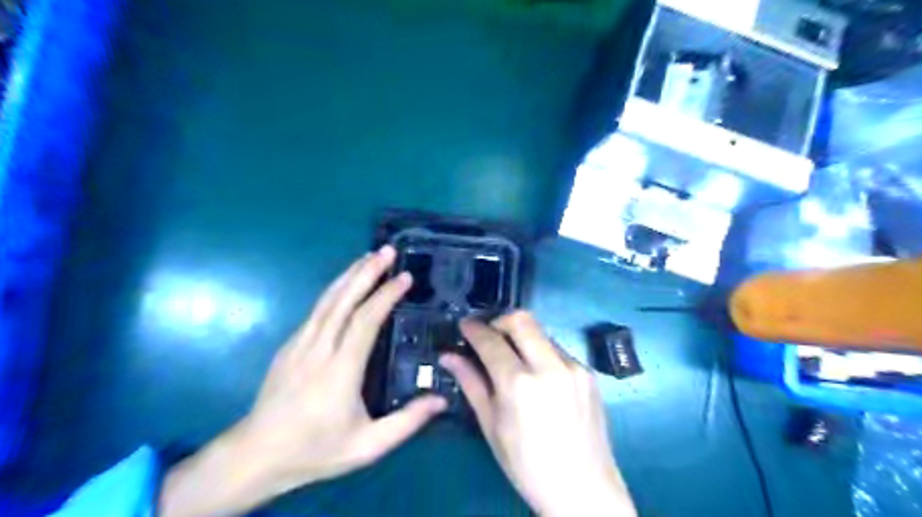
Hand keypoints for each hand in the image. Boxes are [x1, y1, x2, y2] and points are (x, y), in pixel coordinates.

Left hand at [159, 246, 448, 515]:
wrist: (256, 455)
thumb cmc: (316, 450)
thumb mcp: (367, 446)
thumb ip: (406, 422)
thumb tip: (442, 399)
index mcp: (340, 370)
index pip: (364, 321)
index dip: (385, 295)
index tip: (405, 277)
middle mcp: (318, 348)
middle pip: (343, 300)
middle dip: (367, 271)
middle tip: (388, 250)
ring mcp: (300, 343)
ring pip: (327, 300)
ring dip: (349, 274)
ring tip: (370, 256)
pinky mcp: (290, 344)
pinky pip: (317, 309)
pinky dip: (335, 289)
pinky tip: (346, 283)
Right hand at [444, 310, 638, 516]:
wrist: (584, 490)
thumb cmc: (527, 465)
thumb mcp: (491, 426)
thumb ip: (471, 384)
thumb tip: (448, 357)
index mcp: (520, 384)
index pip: (491, 340)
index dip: (474, 328)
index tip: (464, 324)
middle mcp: (550, 366)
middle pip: (521, 319)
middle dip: (499, 320)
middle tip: (488, 335)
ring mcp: (574, 367)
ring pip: (541, 332)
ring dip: (521, 336)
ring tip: (512, 358)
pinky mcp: (588, 372)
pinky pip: (558, 349)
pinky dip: (540, 352)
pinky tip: (537, 375)